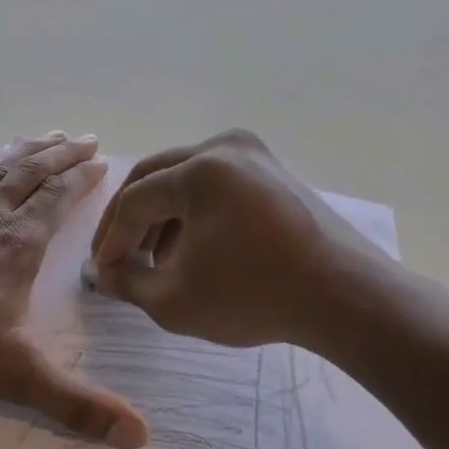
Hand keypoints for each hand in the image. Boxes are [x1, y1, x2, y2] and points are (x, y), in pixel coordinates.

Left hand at [0, 133, 148, 448]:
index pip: (58, 201)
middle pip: (32, 176)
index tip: (101, 162)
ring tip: (48, 134)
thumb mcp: (17, 377)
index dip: (81, 180)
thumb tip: (141, 437)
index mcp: (18, 247)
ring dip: (25, 151)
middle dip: (62, 156)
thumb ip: (78, 405)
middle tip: (85, 139)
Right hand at [89, 129, 399, 350]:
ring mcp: (255, 155)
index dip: (110, 240)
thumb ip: (127, 283)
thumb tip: (104, 275)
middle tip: (115, 257)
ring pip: (184, 179)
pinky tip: (188, 250)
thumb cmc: (254, 297)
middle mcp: (226, 147)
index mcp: (200, 170)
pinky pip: (215, 184)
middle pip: (154, 177)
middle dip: (128, 220)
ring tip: (151, 260)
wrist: (346, 298)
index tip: (102, 274)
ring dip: (159, 217)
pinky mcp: (273, 172)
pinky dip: (192, 212)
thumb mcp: (174, 300)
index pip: (134, 201)